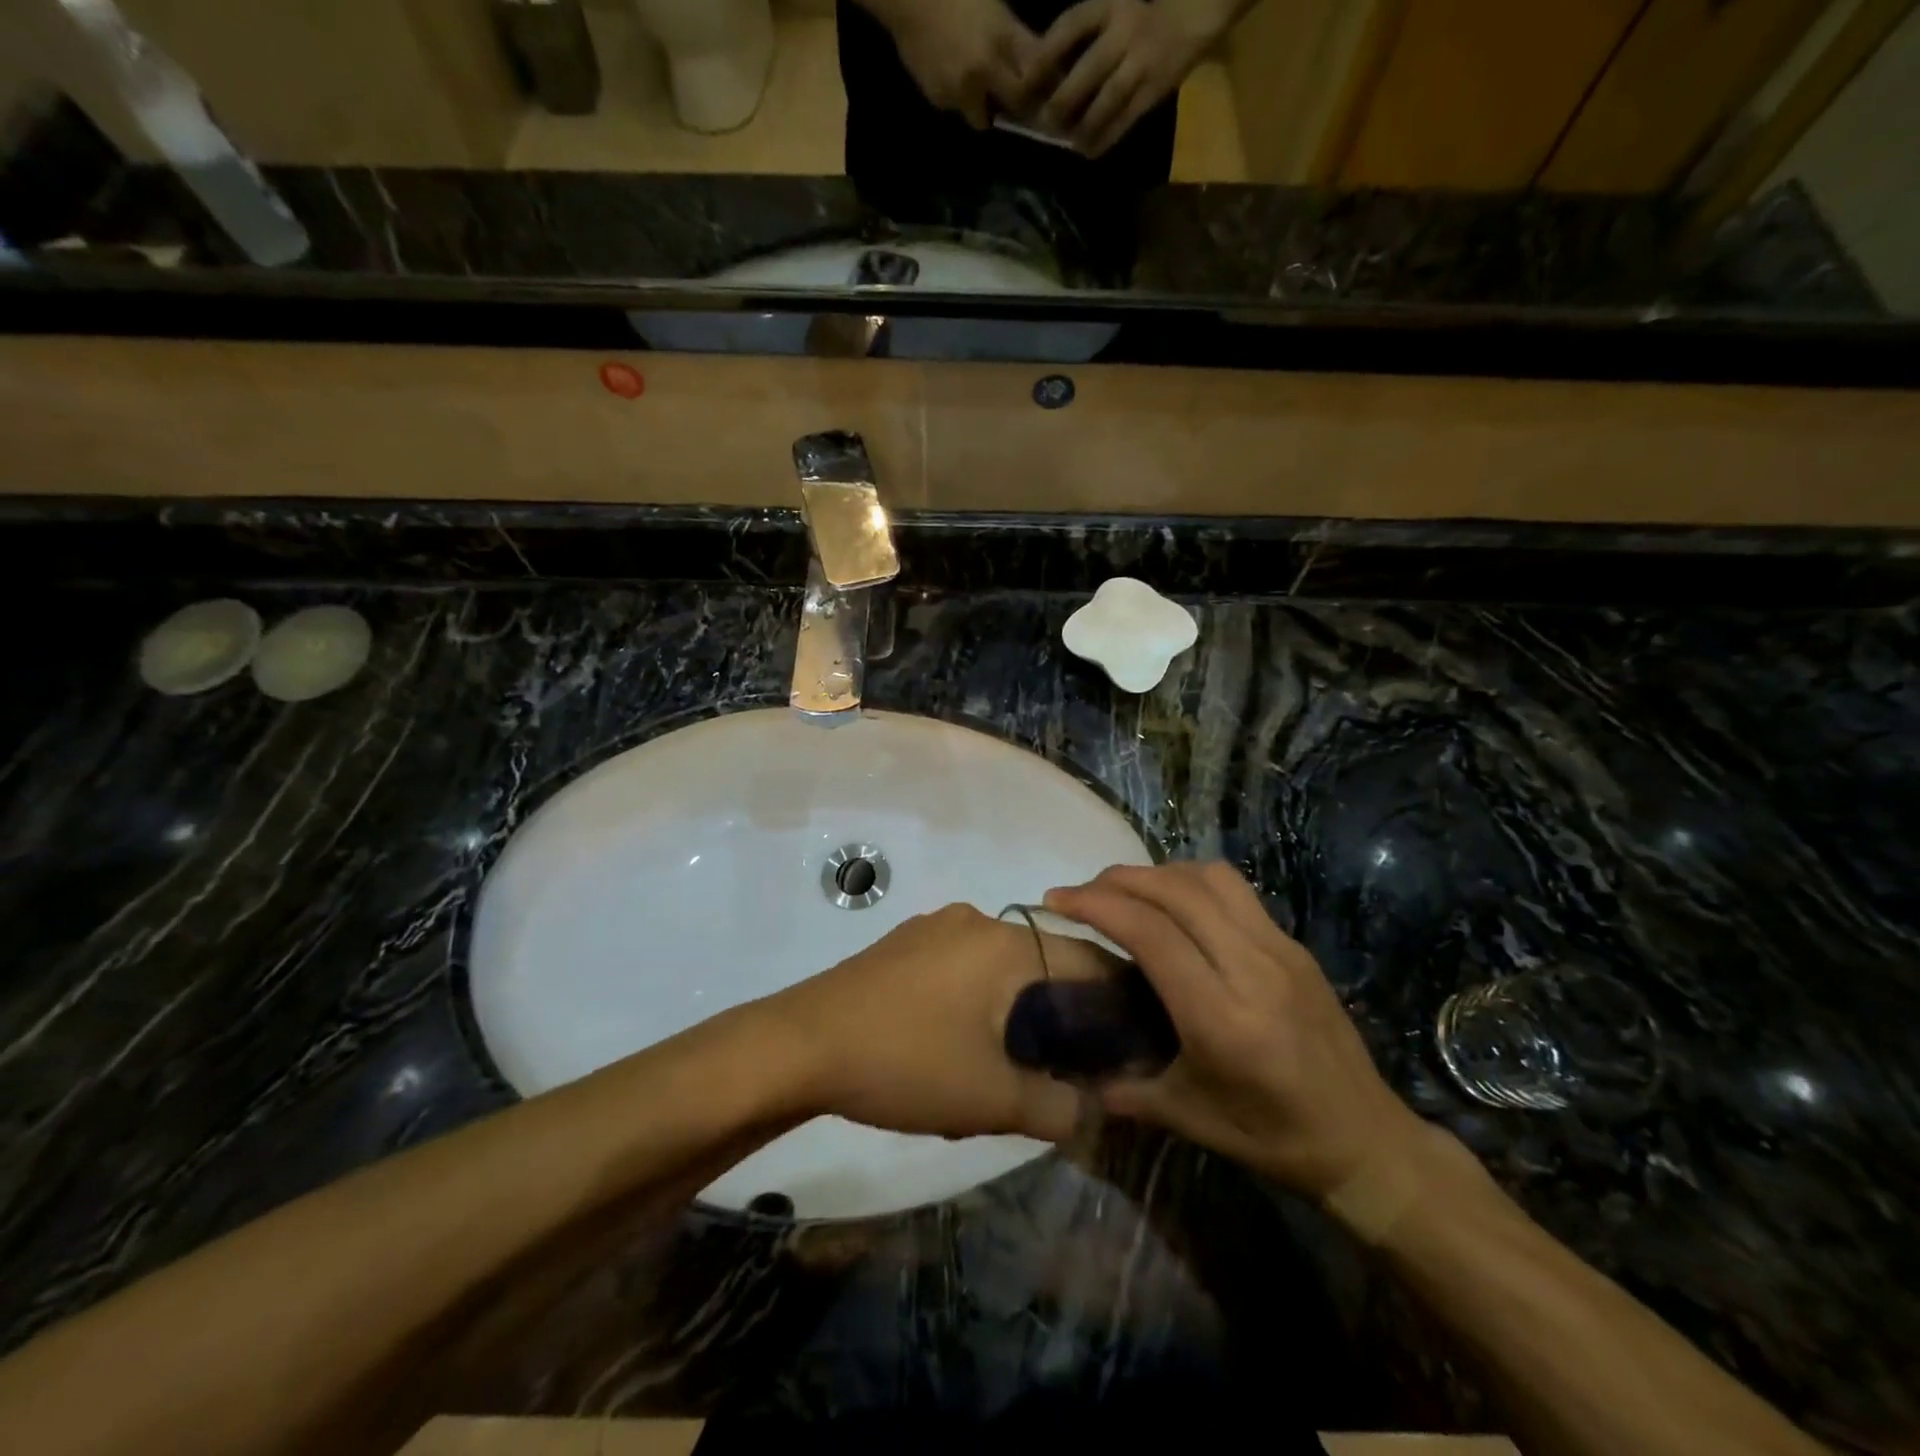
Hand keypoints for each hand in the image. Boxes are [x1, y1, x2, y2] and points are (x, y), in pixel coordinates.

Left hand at [770, 904, 1117, 1141]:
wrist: (799, 1044)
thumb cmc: (904, 1062)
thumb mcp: (990, 1098)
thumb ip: (1056, 1107)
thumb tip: (1091, 1112)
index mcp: (1006, 944)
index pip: (1087, 961)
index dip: (1116, 1002)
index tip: (1128, 1044)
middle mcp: (975, 921)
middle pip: (1042, 962)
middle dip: (1060, 1012)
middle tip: (1065, 1065)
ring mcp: (934, 927)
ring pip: (1000, 966)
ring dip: (1015, 1008)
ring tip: (1010, 1061)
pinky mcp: (903, 944)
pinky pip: (962, 966)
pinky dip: (978, 998)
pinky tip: (957, 1041)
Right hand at [866, 0, 1039, 129]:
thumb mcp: (994, 7)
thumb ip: (1014, 39)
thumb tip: (1035, 66)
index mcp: (1003, 38)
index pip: (1036, 76)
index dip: (1041, 86)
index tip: (1042, 89)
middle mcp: (986, 71)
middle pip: (1016, 104)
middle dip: (1016, 102)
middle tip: (1012, 95)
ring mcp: (962, 91)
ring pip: (983, 116)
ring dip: (982, 105)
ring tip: (972, 82)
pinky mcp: (942, 100)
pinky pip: (957, 108)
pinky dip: (957, 98)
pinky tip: (948, 73)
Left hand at [1024, 0, 1226, 156]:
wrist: (1193, 15)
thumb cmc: (1142, 16)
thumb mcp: (1113, 10)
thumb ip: (1084, 37)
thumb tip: (1045, 76)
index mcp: (1111, 5)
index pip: (1073, 23)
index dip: (1048, 51)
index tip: (1028, 77)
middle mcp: (1126, 31)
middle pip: (1089, 68)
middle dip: (1064, 98)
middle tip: (1046, 121)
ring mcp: (1142, 62)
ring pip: (1108, 99)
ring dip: (1085, 125)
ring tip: (1069, 142)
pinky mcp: (1154, 89)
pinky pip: (1126, 119)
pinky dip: (1106, 138)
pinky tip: (1090, 151)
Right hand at [1043, 863, 1425, 1196]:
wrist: (1365, 1138)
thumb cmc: (1271, 1135)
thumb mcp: (1189, 1119)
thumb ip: (1126, 1090)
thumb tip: (1075, 1074)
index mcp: (1221, 1017)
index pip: (1150, 933)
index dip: (1096, 905)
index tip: (1056, 900)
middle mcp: (1251, 968)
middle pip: (1174, 891)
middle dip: (1117, 879)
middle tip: (1081, 892)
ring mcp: (1279, 949)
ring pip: (1207, 878)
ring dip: (1156, 873)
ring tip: (1125, 892)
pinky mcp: (1294, 944)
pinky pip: (1234, 889)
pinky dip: (1190, 881)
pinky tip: (1174, 905)